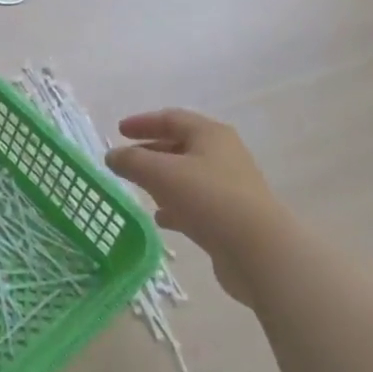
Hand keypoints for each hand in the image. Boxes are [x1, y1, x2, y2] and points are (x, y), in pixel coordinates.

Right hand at [106, 109, 281, 305]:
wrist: (260, 252)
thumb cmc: (208, 198)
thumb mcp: (160, 173)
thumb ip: (131, 161)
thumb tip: (112, 156)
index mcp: (210, 134)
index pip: (171, 118)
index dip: (143, 122)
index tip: (119, 131)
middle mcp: (223, 155)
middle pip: (180, 146)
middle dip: (150, 152)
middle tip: (126, 160)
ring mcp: (230, 188)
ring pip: (187, 176)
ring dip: (162, 180)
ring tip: (139, 189)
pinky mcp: (232, 218)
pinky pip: (197, 204)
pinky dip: (176, 206)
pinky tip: (161, 219)